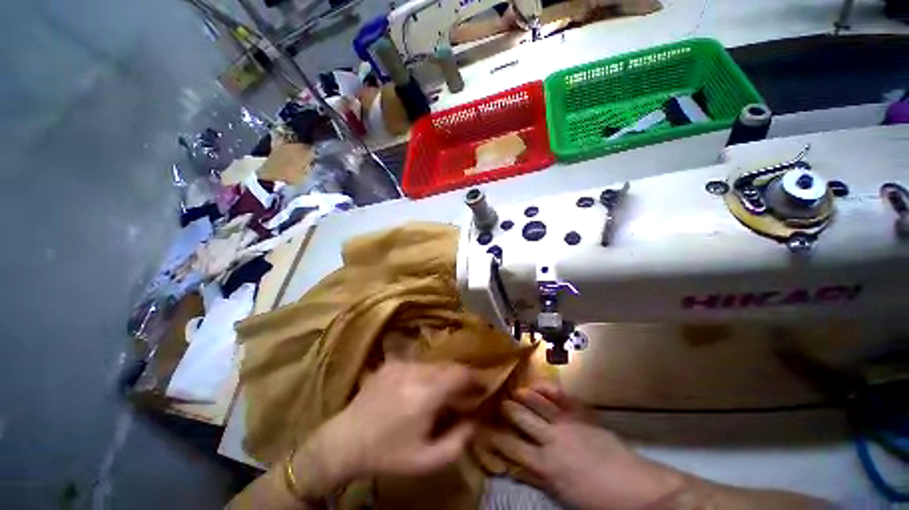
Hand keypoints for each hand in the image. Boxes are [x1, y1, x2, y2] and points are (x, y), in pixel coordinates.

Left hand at [294, 361, 479, 495]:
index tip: (483, 387)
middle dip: (461, 377)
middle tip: (464, 393)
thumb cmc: (388, 454)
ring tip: (442, 393)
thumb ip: (459, 441)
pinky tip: (420, 390)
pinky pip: (419, 363)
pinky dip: (428, 373)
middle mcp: (415, 371)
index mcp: (426, 394)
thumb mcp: (427, 460)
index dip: (476, 377)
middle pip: (449, 366)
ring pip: (435, 363)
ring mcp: (401, 364)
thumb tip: (476, 419)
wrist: (345, 442)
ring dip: (444, 375)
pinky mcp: (392, 363)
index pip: (461, 374)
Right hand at [489, 383, 683, 509]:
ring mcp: (567, 423)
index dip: (495, 438)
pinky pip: (561, 397)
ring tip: (512, 390)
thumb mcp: (563, 494)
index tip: (483, 430)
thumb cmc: (597, 499)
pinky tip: (537, 384)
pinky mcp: (581, 414)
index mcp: (546, 465)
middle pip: (521, 419)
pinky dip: (547, 388)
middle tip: (496, 403)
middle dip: (506, 410)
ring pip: (537, 403)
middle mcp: (551, 439)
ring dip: (523, 395)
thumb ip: (539, 476)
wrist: (635, 488)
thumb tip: (517, 464)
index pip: (512, 448)